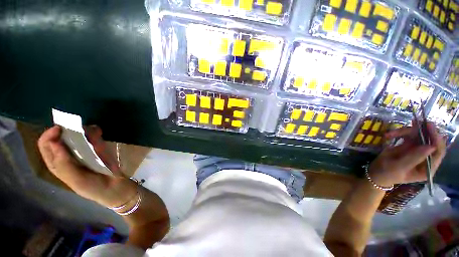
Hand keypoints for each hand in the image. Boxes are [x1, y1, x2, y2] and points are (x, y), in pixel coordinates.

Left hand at [37, 125, 137, 208]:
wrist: (115, 187)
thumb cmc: (93, 187)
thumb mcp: (75, 179)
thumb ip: (64, 164)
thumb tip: (54, 142)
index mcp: (57, 163)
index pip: (46, 146)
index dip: (49, 136)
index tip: (60, 129)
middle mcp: (67, 155)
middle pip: (61, 137)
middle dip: (67, 129)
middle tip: (76, 126)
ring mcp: (83, 151)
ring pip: (77, 135)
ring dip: (82, 129)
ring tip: (91, 129)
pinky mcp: (97, 148)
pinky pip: (93, 137)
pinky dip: (94, 132)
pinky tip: (98, 131)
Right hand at [368, 122, 445, 186]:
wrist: (375, 172)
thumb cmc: (387, 173)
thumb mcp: (399, 167)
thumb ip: (414, 158)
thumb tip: (430, 146)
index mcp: (427, 168)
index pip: (438, 152)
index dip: (436, 139)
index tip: (429, 127)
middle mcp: (426, 158)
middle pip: (429, 140)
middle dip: (420, 132)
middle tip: (414, 122)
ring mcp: (417, 151)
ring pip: (418, 135)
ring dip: (405, 132)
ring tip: (390, 134)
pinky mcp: (409, 145)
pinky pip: (408, 135)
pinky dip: (398, 133)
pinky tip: (388, 135)